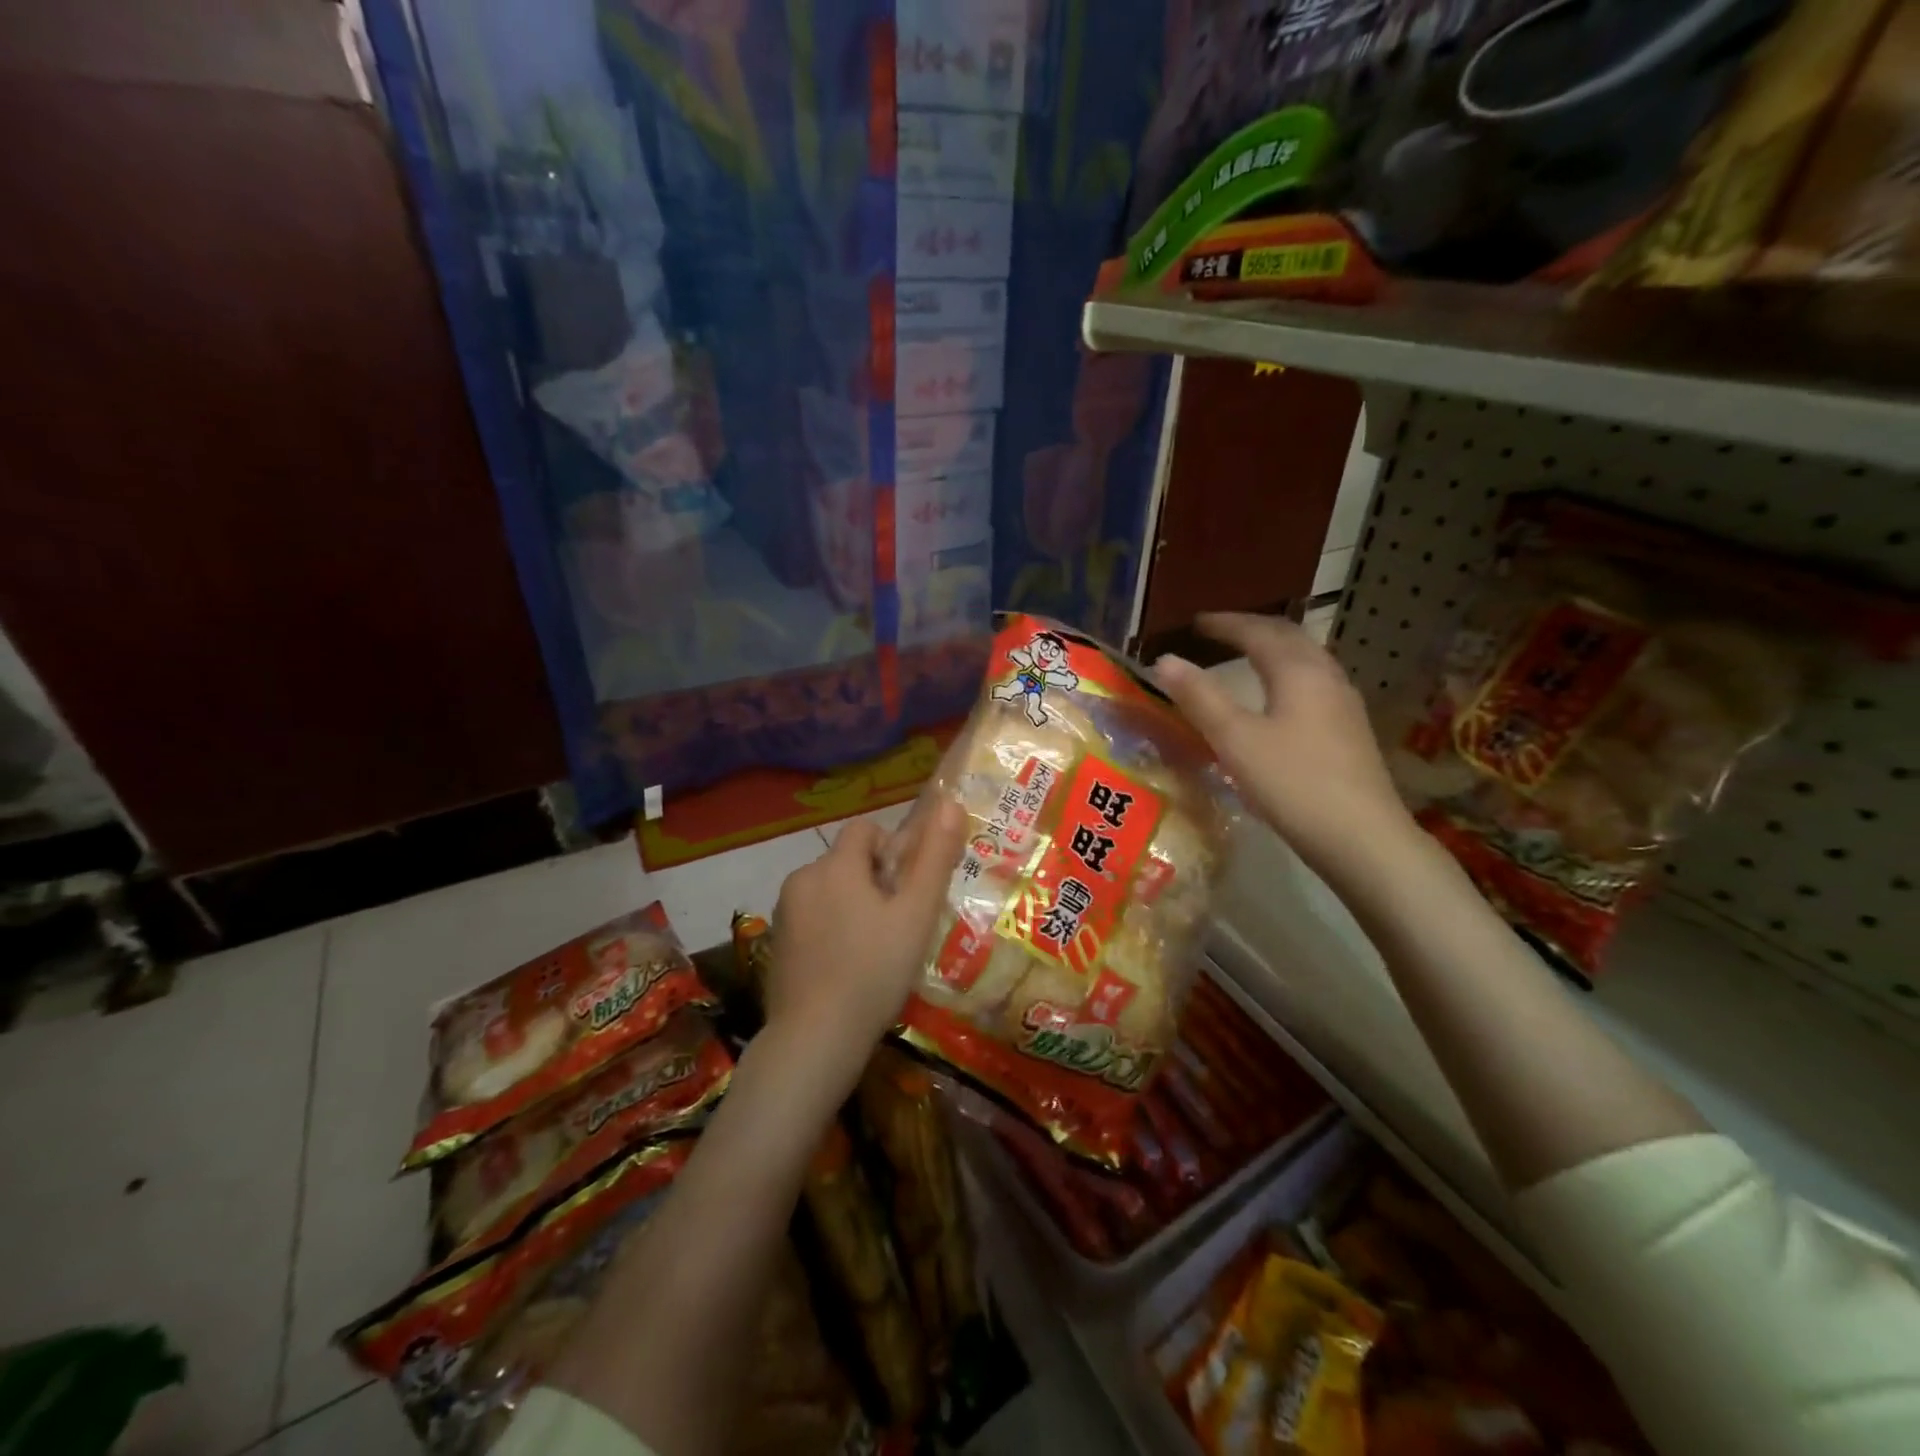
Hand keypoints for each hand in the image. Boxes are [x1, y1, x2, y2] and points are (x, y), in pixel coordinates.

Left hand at [768, 797, 968, 1054]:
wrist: (815, 1039)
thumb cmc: (874, 971)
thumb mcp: (916, 914)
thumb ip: (934, 857)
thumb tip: (950, 802)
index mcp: (835, 865)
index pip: (865, 829)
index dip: (892, 851)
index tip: (905, 891)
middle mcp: (802, 877)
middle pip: (847, 861)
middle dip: (873, 882)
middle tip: (896, 926)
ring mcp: (783, 911)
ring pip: (829, 890)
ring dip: (852, 906)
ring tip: (873, 951)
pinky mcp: (776, 942)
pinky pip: (812, 917)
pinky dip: (830, 929)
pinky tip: (845, 967)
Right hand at [1153, 613, 1414, 872]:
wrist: (1362, 838)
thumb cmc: (1293, 783)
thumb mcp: (1235, 739)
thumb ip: (1199, 697)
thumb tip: (1164, 661)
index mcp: (1299, 671)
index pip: (1258, 631)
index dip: (1224, 623)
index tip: (1195, 622)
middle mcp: (1327, 677)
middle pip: (1289, 638)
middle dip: (1252, 629)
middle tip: (1219, 632)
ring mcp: (1344, 705)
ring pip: (1306, 661)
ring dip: (1273, 651)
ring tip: (1245, 657)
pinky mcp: (1350, 732)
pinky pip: (1313, 684)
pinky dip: (1286, 675)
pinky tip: (1278, 699)